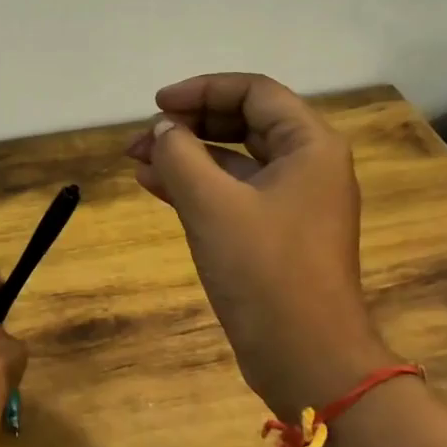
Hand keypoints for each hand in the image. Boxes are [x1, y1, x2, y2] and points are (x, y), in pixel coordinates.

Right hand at [126, 73, 390, 417]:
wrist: (305, 356)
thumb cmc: (264, 270)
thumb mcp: (212, 205)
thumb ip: (180, 155)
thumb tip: (163, 130)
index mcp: (310, 146)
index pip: (254, 92)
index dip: (202, 90)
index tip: (157, 105)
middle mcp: (307, 166)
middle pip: (244, 122)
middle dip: (190, 124)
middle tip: (143, 137)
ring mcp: (293, 202)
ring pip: (235, 161)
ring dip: (187, 156)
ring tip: (137, 160)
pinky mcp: (276, 234)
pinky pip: (233, 194)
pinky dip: (197, 187)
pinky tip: (155, 186)